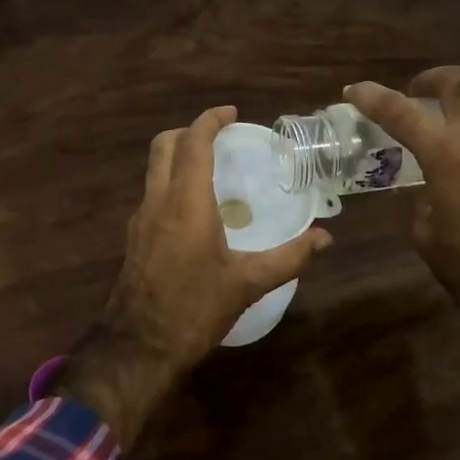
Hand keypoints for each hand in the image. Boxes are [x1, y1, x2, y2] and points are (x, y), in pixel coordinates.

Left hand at [60, 106, 331, 445]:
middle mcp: (157, 201)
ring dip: (177, 156)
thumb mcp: (248, 284)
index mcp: (186, 202)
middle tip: (219, 136)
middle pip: (163, 145)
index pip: (193, 142)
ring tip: (210, 169)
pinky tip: (193, 209)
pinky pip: (151, 193)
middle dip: (189, 131)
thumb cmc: (195, 309)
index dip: (210, 120)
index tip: (231, 113)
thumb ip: (289, 258)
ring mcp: (140, 219)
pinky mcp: (133, 238)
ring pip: (153, 169)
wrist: (139, 346)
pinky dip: (170, 183)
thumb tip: (326, 239)